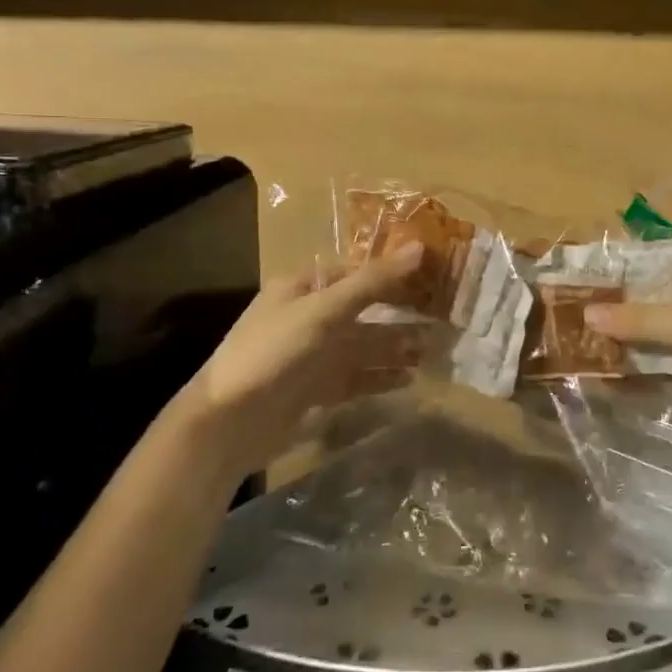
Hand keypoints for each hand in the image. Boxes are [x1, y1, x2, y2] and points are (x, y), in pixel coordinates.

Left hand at [168, 244, 423, 480]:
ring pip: (364, 345)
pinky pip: (357, 377)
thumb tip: (420, 247)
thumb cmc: (274, 352)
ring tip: (433, 350)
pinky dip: (381, 377)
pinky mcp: (316, 389)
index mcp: (304, 287)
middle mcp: (310, 317)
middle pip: (364, 309)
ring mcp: (313, 355)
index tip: (433, 275)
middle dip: (400, 314)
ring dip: (396, 347)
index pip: (356, 271)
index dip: (393, 272)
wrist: (229, 423)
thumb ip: (372, 282)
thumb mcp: (323, 310)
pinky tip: (409, 379)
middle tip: (443, 318)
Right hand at [584, 262, 671, 460]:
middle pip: (662, 300)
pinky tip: (606, 370)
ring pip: (661, 335)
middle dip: (624, 306)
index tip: (594, 271)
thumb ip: (643, 320)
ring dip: (629, 339)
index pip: (670, 262)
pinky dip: (641, 367)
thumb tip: (587, 312)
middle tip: (578, 306)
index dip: (634, 266)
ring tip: (582, 337)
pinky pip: (667, 366)